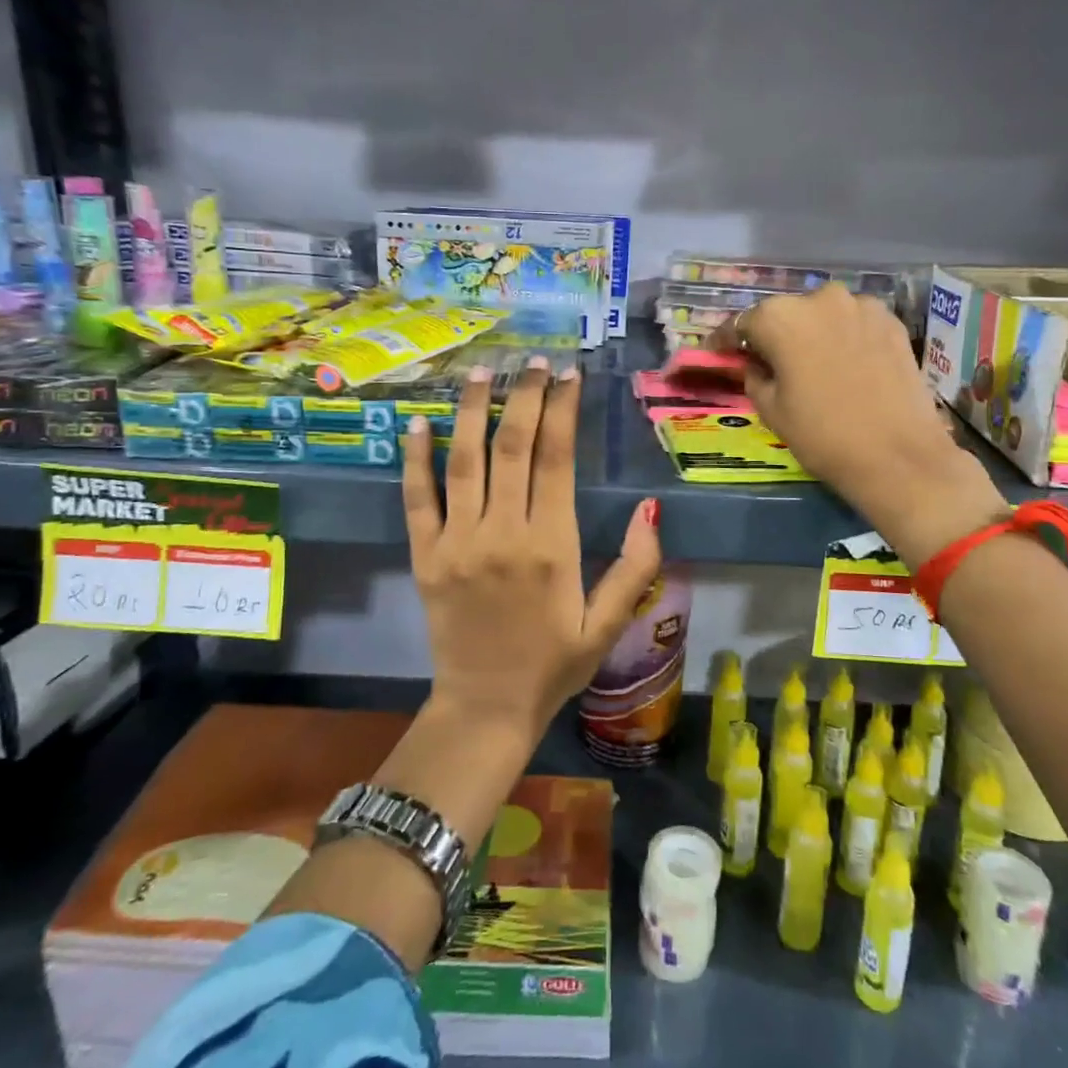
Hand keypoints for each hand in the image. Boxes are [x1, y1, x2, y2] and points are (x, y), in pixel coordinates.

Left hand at [403, 356, 661, 744]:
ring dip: (472, 411)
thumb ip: (635, 566)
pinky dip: (415, 459)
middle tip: (532, 361)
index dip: (562, 410)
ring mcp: (458, 542)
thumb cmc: (555, 664)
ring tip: (482, 372)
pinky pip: (417, 499)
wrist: (487, 707)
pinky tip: (418, 423)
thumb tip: (651, 509)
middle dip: (524, 397)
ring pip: (464, 462)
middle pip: (512, 447)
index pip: (556, 459)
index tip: (568, 376)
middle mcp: (502, 533)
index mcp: (552, 546)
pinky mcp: (425, 556)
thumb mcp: (608, 623)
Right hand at [713, 286, 1006, 560]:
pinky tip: (843, 365)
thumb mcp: (770, 409)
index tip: (718, 353)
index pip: (742, 323)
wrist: (898, 456)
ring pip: (822, 316)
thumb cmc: (822, 435)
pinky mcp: (892, 322)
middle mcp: (820, 298)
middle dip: (773, 335)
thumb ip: (754, 375)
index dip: (727, 341)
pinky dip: (842, 338)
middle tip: (768, 362)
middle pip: (785, 314)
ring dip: (811, 334)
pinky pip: (853, 324)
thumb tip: (756, 363)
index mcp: (780, 317)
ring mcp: (861, 306)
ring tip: (811, 365)